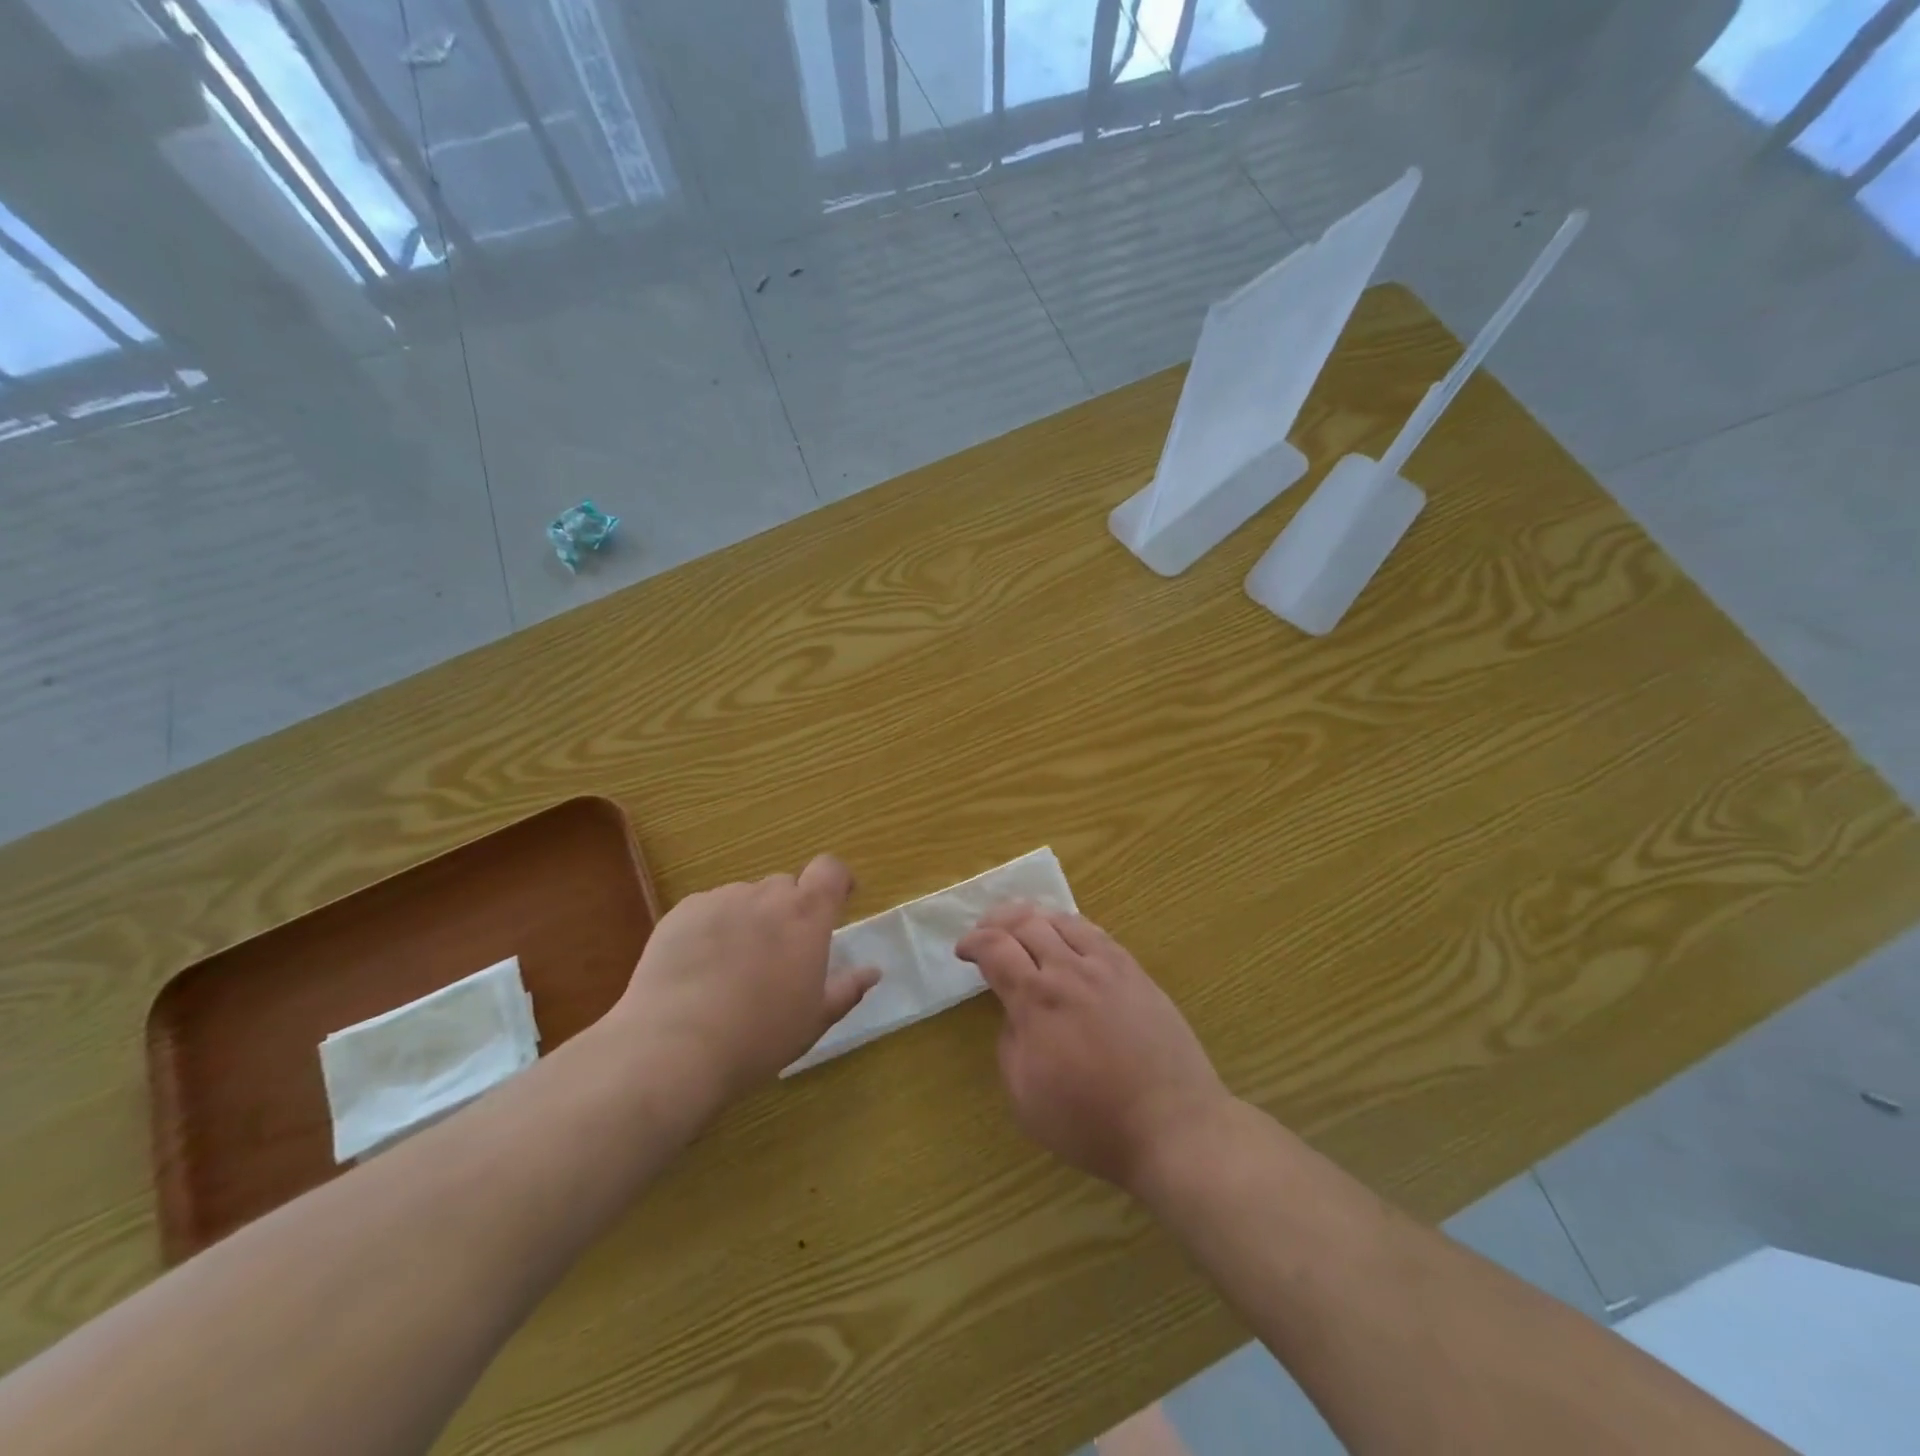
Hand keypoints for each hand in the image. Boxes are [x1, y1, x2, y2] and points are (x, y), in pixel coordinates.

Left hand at [613, 855, 877, 1103]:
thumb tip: (873, 972)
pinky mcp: (681, 912)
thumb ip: (846, 990)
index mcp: (806, 915)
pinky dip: (712, 929)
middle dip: (789, 911)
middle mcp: (766, 896)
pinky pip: (708, 910)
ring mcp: (720, 899)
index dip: (837, 880)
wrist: (673, 1048)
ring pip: (745, 899)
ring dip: (749, 920)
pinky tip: (698, 970)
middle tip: (780, 954)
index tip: (839, 900)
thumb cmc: (758, 1037)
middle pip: (785, 887)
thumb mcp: (813, 1020)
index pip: (830, 870)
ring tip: (733, 968)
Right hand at [957, 904, 1229, 1192]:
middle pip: (1026, 923)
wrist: (1172, 1125)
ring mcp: (1106, 967)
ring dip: (1034, 917)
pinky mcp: (1135, 972)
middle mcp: (1068, 971)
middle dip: (997, 921)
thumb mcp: (1025, 1098)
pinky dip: (1071, 926)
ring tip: (1023, 926)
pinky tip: (1068, 936)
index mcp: (1036, 1000)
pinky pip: (1096, 933)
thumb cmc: (1092, 1122)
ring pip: (1062, 920)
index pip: (995, 949)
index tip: (963, 950)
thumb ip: (1009, 1046)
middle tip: (986, 932)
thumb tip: (1015, 1015)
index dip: (973, 942)